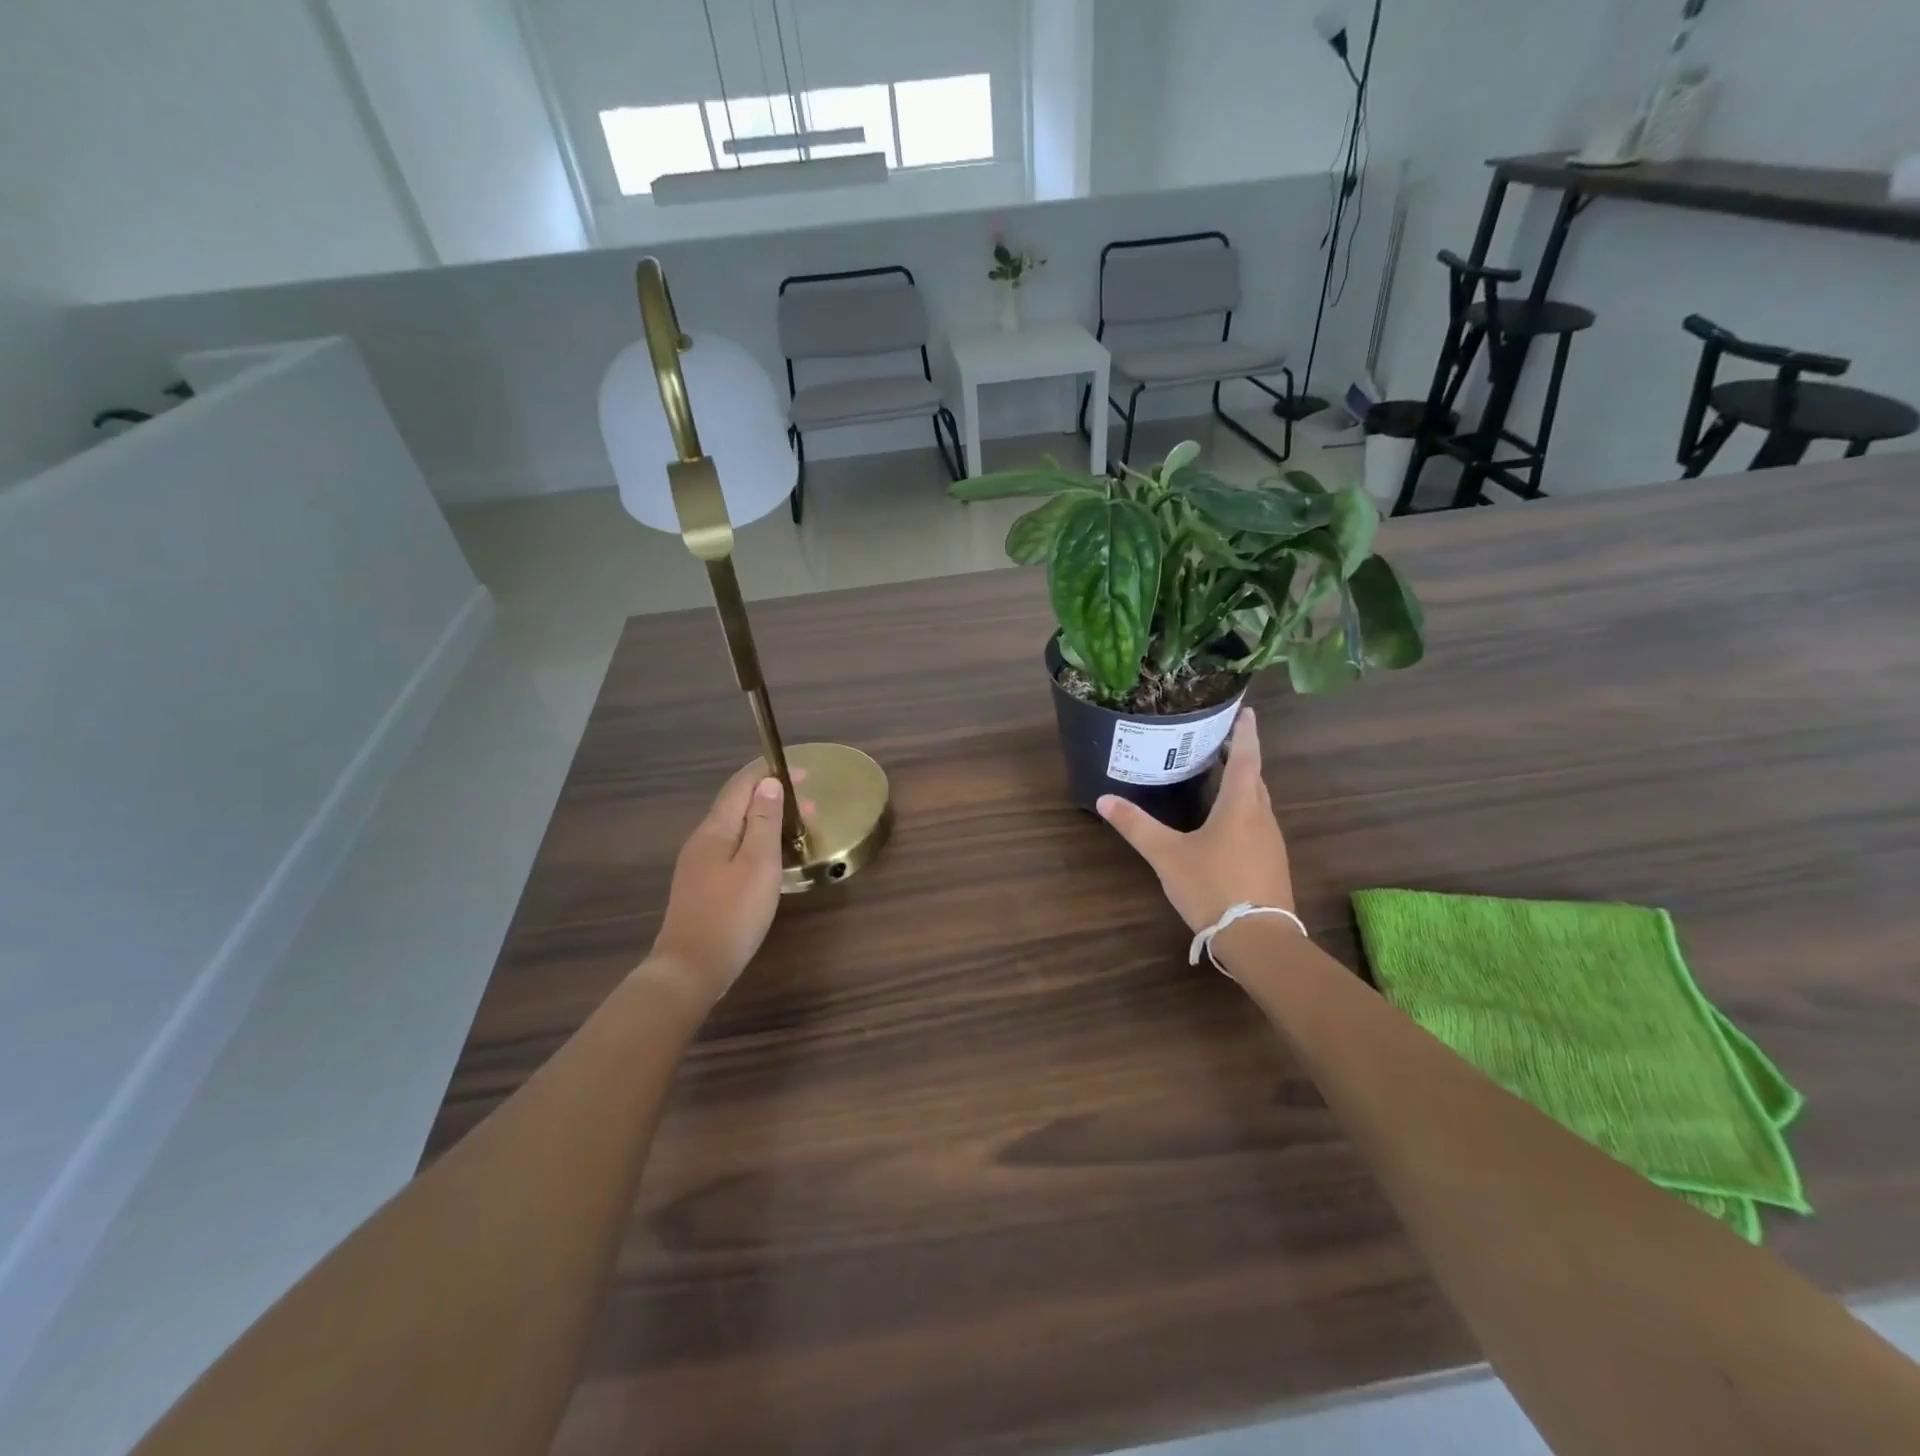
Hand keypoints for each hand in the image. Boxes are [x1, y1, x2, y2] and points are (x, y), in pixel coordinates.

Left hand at [649, 764, 808, 1006]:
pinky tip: (771, 858)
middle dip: (772, 797)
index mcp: (715, 829)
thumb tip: (768, 783)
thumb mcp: (757, 863)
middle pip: (737, 805)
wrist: (691, 968)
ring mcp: (699, 865)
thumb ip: (763, 821)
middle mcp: (702, 840)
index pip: (741, 786)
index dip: (770, 772)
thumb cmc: (732, 913)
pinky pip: (732, 849)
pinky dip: (756, 841)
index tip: (804, 772)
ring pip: (735, 829)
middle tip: (810, 804)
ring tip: (796, 828)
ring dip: (766, 820)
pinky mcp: (702, 886)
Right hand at [1097, 708, 1295, 936]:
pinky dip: (1243, 812)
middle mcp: (1261, 818)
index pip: (1246, 758)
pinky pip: (1257, 826)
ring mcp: (1271, 843)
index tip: (1246, 711)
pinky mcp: (1272, 865)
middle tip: (1220, 743)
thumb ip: (1136, 826)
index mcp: (1240, 806)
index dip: (1245, 733)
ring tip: (1220, 779)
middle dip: (1241, 758)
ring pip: (1257, 804)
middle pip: (1254, 779)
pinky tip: (1225, 827)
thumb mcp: (1167, 855)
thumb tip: (1104, 798)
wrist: (1259, 939)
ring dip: (1243, 787)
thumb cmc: (1213, 887)